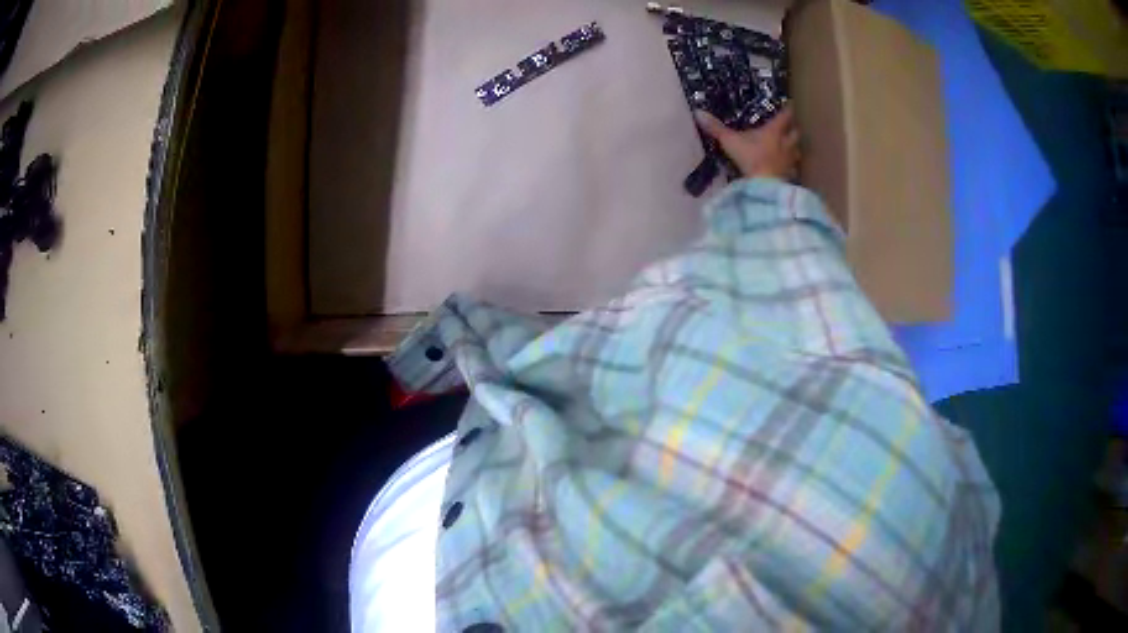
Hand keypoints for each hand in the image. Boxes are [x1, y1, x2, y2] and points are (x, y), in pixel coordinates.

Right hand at [694, 105, 799, 180]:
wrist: (764, 186)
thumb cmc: (750, 158)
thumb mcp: (729, 141)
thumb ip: (716, 128)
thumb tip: (697, 112)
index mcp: (774, 131)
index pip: (785, 116)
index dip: (787, 109)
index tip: (789, 104)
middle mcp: (786, 143)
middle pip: (795, 133)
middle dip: (793, 129)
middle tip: (790, 127)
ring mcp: (789, 161)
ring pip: (797, 151)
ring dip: (794, 148)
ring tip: (790, 147)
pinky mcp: (789, 176)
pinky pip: (793, 168)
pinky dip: (791, 166)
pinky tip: (786, 169)